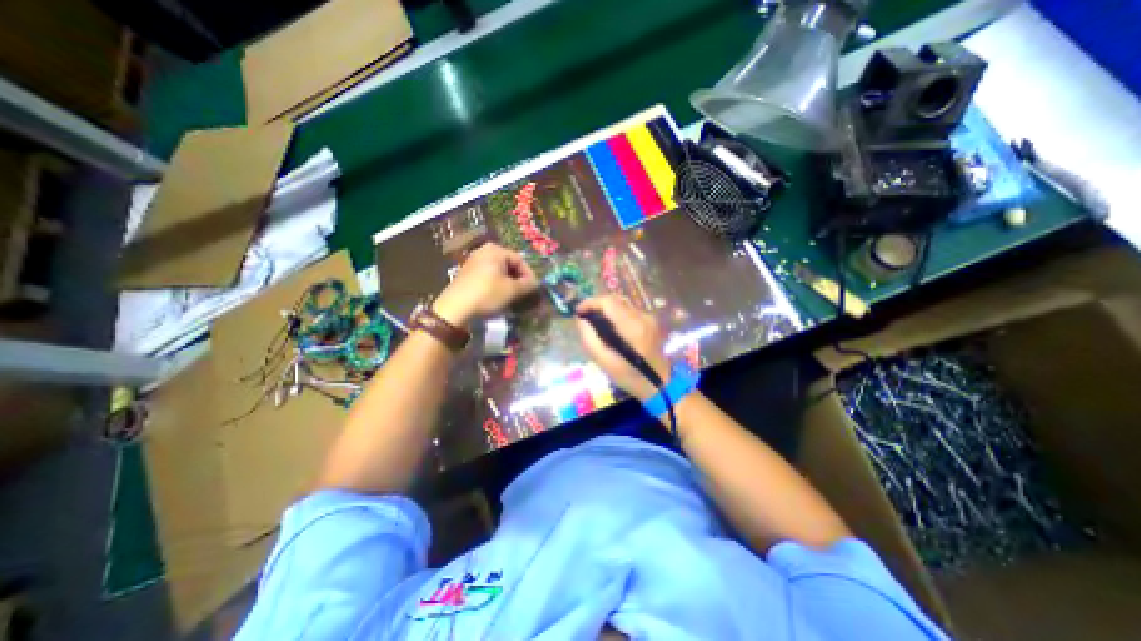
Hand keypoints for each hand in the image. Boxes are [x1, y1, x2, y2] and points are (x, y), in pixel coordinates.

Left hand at [433, 242, 540, 326]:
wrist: (455, 308)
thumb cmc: (487, 294)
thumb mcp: (512, 290)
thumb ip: (528, 285)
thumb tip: (536, 283)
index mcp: (496, 250)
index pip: (520, 260)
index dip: (529, 275)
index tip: (534, 289)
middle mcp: (484, 251)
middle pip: (509, 264)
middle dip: (519, 279)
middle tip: (524, 293)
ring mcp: (473, 261)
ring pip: (499, 271)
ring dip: (508, 283)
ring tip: (513, 297)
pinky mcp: (467, 273)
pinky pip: (488, 276)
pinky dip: (497, 285)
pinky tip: (499, 297)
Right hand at [572, 294, 670, 398]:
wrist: (660, 384)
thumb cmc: (630, 377)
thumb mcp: (605, 363)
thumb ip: (590, 340)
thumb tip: (580, 321)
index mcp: (632, 327)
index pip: (608, 302)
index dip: (590, 303)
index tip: (578, 312)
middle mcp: (642, 317)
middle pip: (615, 301)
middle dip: (596, 306)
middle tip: (584, 318)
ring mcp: (648, 318)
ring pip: (621, 305)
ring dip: (606, 310)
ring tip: (594, 323)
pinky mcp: (650, 321)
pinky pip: (628, 311)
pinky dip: (615, 315)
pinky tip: (610, 328)